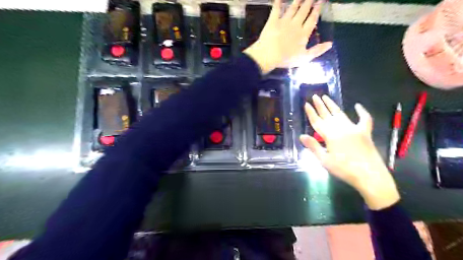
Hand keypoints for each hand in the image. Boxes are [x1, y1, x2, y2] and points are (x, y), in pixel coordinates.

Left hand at [243, 0, 330, 73]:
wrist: (269, 55)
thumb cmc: (287, 59)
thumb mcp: (304, 58)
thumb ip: (317, 50)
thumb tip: (330, 44)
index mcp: (303, 34)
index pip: (312, 20)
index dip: (316, 11)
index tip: (320, 2)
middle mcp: (295, 24)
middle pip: (304, 11)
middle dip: (309, 2)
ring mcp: (284, 21)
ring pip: (292, 8)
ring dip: (297, 1)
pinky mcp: (273, 21)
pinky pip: (276, 9)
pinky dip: (278, 2)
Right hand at [303, 95, 399, 210]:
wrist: (369, 176)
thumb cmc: (344, 169)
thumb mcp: (325, 160)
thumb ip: (313, 146)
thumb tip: (302, 136)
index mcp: (330, 136)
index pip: (317, 121)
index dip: (311, 113)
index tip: (306, 104)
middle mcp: (341, 128)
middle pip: (328, 115)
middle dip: (320, 105)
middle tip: (315, 96)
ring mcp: (354, 129)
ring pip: (341, 114)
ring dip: (333, 105)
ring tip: (326, 97)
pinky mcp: (365, 132)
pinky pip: (364, 119)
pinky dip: (362, 112)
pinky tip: (358, 105)